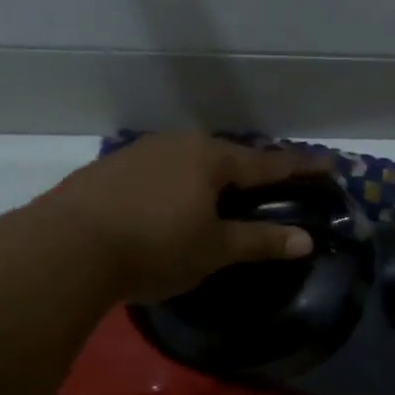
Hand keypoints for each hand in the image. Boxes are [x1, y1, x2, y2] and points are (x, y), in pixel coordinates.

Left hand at [38, 133, 322, 303]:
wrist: (68, 246)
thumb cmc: (156, 246)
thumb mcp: (214, 249)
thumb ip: (260, 242)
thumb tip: (305, 240)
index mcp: (210, 159)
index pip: (266, 163)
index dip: (298, 167)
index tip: (326, 163)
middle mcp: (177, 145)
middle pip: (225, 157)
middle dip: (248, 171)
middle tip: (266, 187)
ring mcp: (139, 153)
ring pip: (187, 162)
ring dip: (207, 178)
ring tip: (215, 198)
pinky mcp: (109, 170)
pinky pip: (157, 173)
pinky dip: (173, 187)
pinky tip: (166, 206)